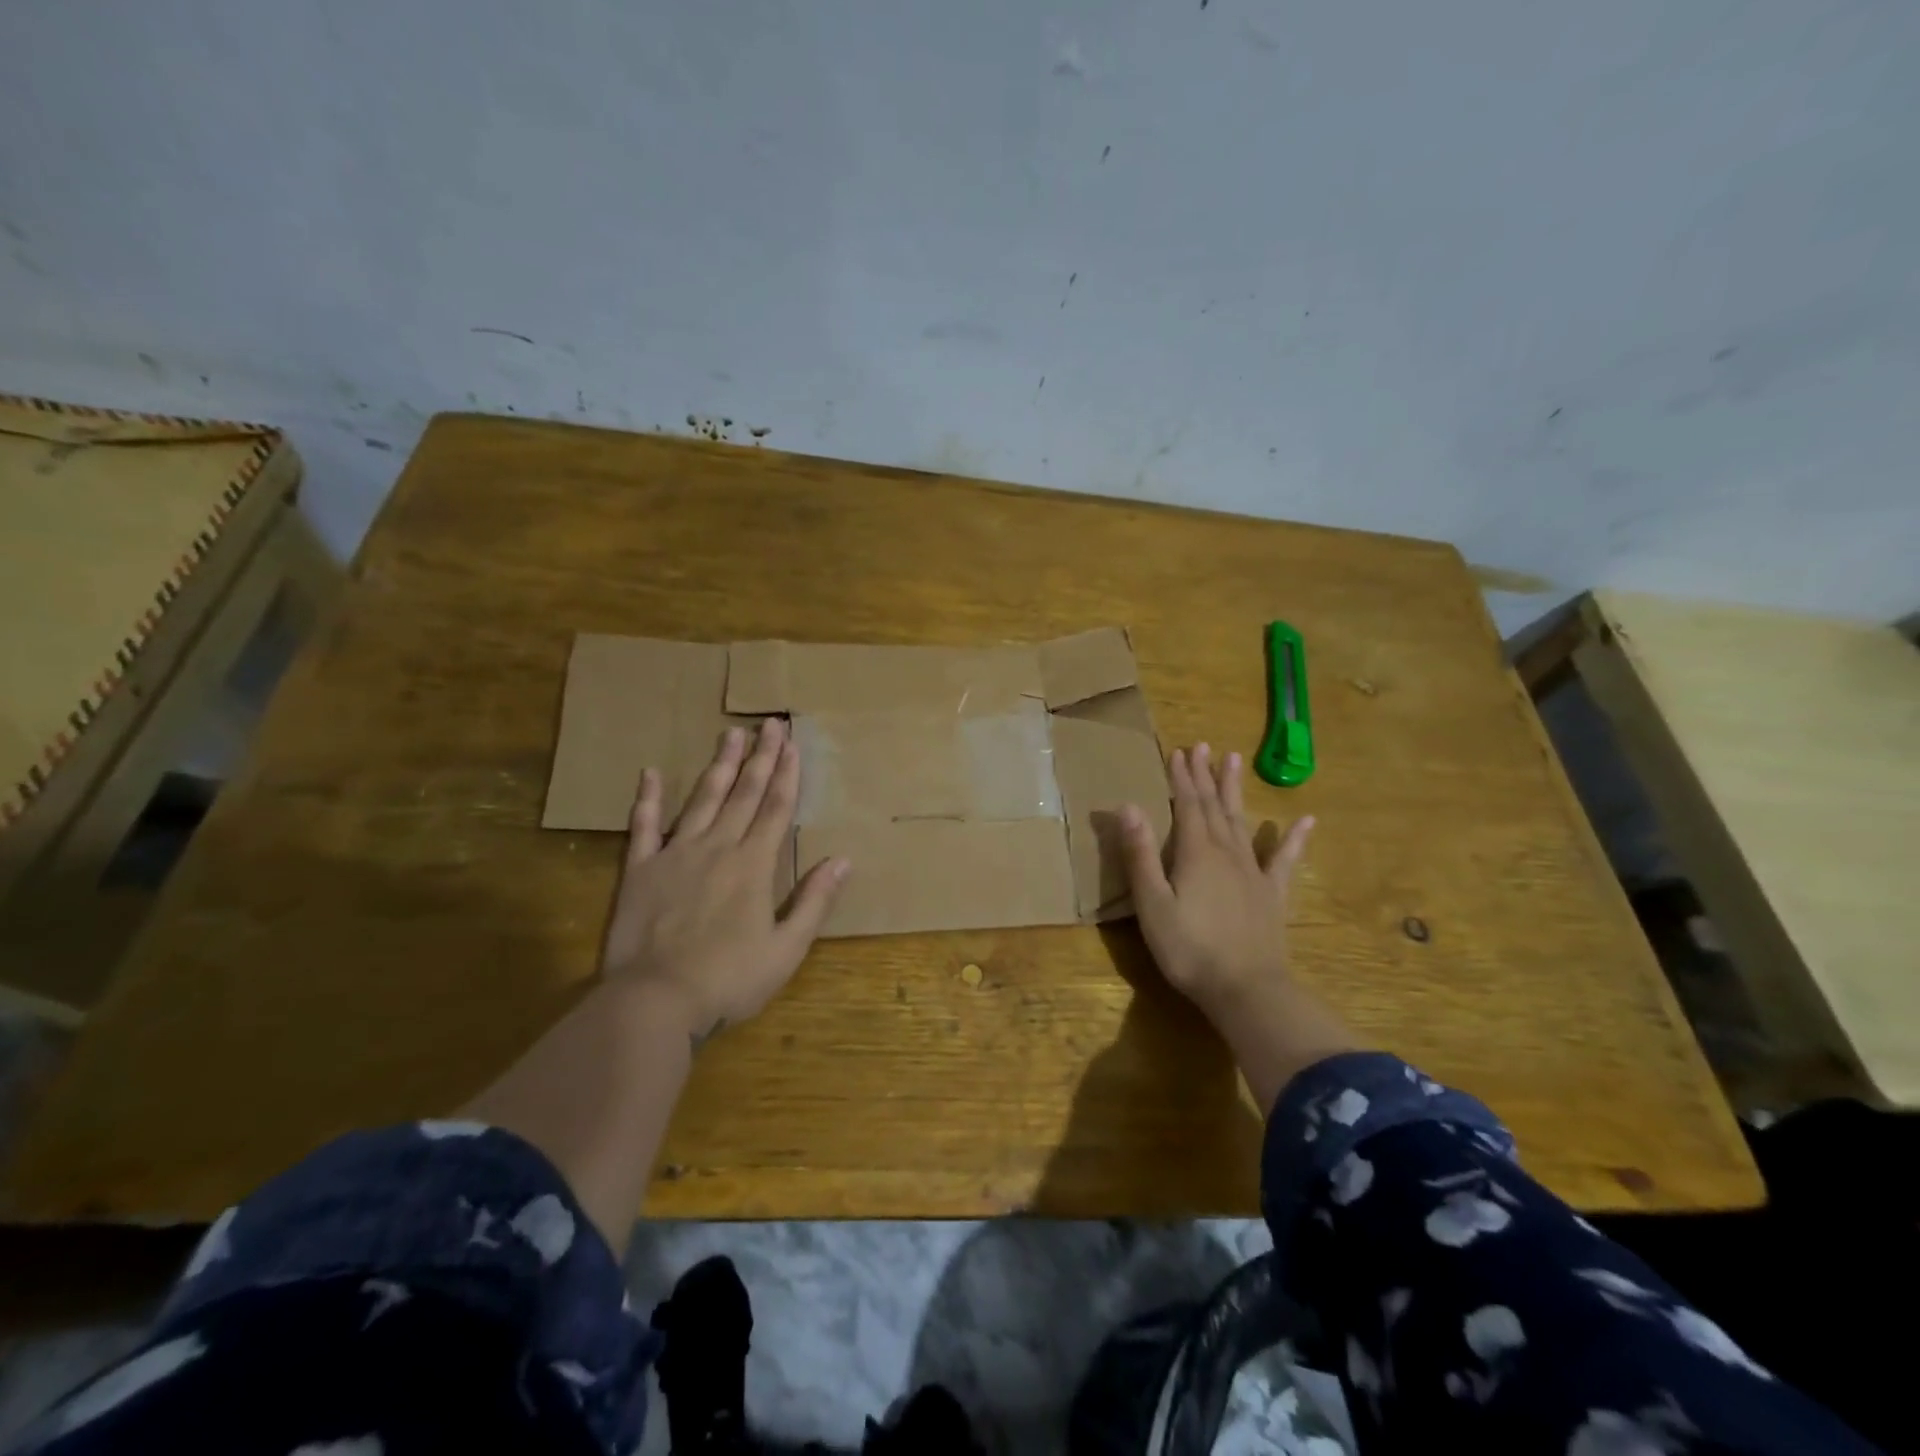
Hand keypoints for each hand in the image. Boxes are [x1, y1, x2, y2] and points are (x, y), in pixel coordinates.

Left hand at [601, 717, 849, 1045]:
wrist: (654, 1001)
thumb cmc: (729, 980)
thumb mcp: (786, 949)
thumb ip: (814, 902)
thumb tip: (843, 860)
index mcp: (754, 865)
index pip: (776, 809)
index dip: (787, 775)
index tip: (792, 743)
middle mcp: (718, 848)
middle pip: (743, 794)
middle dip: (760, 757)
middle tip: (769, 723)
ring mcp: (676, 855)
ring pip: (702, 800)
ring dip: (719, 766)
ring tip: (730, 734)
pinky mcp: (640, 871)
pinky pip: (643, 827)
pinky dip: (647, 799)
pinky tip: (650, 773)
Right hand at [1118, 743, 1349, 1112]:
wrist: (1246, 989)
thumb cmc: (1189, 949)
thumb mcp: (1152, 904)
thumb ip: (1140, 854)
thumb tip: (1127, 805)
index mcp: (1196, 853)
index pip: (1187, 805)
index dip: (1182, 777)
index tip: (1178, 751)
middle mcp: (1226, 852)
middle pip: (1214, 806)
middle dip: (1205, 775)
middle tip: (1203, 746)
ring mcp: (1253, 872)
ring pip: (1242, 821)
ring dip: (1236, 791)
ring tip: (1235, 761)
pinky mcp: (1272, 894)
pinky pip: (1285, 860)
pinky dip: (1294, 839)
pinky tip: (1306, 820)